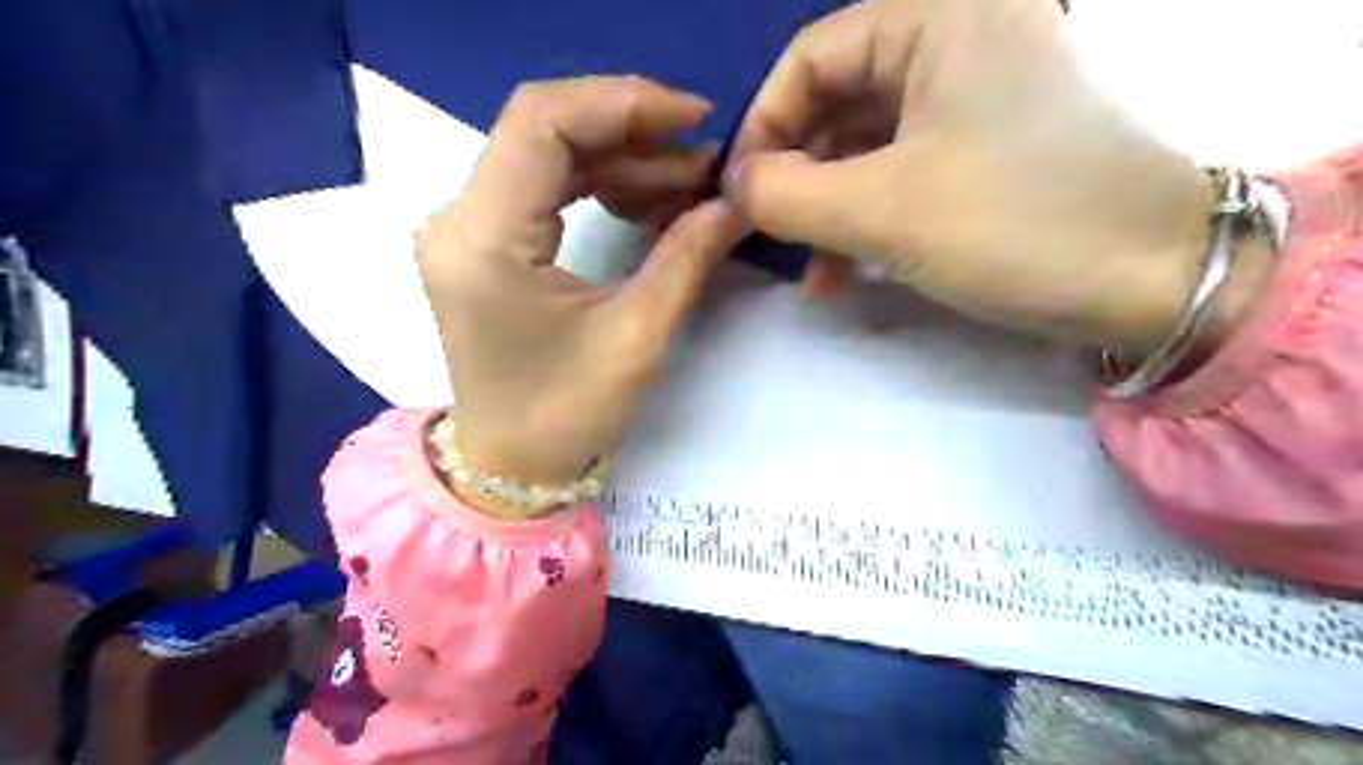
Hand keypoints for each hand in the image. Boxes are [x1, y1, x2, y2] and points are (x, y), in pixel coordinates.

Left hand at [424, 74, 750, 497]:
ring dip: (619, 158)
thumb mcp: (636, 336)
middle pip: (543, 129)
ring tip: (687, 181)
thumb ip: (686, 257)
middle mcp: (459, 219)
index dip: (623, 105)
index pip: (543, 123)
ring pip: (545, 154)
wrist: (509, 466)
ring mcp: (466, 229)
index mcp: (485, 240)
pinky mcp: (483, 244)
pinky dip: (597, 183)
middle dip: (630, 129)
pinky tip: (645, 200)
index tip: (695, 119)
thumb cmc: (565, 416)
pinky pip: (542, 187)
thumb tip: (734, 201)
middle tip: (700, 153)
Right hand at [723, 1, 1265, 355]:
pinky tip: (847, 269)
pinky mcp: (985, 146)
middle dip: (795, 175)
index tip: (738, 195)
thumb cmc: (1015, 225)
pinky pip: (900, 168)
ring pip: (865, 144)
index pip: (810, 58)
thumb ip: (785, 194)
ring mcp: (975, 96)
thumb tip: (733, 188)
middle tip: (770, 236)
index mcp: (938, 18)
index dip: (763, 126)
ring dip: (827, 207)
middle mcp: (957, 39)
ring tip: (811, 271)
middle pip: (836, 102)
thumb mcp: (881, 210)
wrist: (1153, 280)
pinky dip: (865, 215)